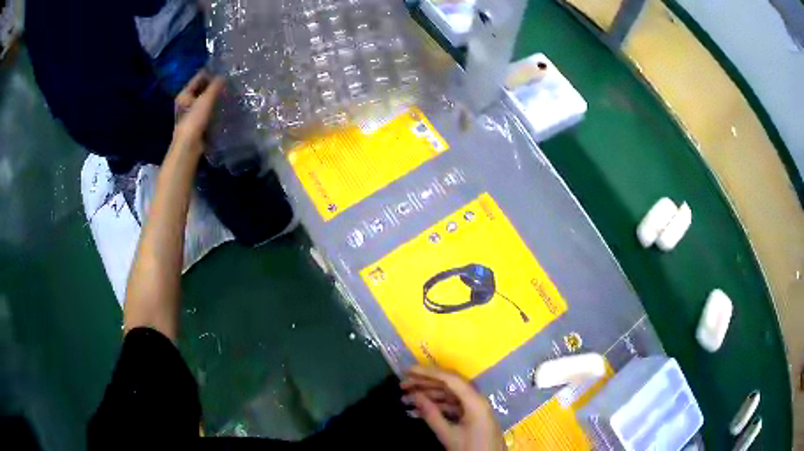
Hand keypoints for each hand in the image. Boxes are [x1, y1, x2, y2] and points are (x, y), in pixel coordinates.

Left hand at [172, 70, 224, 155]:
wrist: (189, 146)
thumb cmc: (194, 120)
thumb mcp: (206, 99)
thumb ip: (215, 86)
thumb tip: (223, 76)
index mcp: (184, 94)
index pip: (199, 77)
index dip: (211, 73)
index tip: (225, 71)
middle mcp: (185, 102)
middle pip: (202, 88)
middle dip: (214, 85)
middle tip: (229, 83)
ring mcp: (190, 113)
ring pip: (205, 100)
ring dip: (215, 97)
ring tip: (228, 94)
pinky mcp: (196, 123)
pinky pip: (207, 110)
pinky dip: (214, 108)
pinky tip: (223, 107)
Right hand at [401, 366, 504, 450]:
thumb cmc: (471, 448)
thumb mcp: (448, 434)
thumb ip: (431, 414)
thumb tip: (415, 395)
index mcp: (474, 401)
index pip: (450, 379)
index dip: (428, 373)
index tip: (407, 371)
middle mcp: (476, 399)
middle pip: (449, 385)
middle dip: (425, 383)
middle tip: (402, 385)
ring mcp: (474, 408)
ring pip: (449, 396)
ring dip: (428, 396)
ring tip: (406, 398)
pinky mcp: (471, 416)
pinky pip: (452, 406)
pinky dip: (436, 407)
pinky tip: (418, 410)